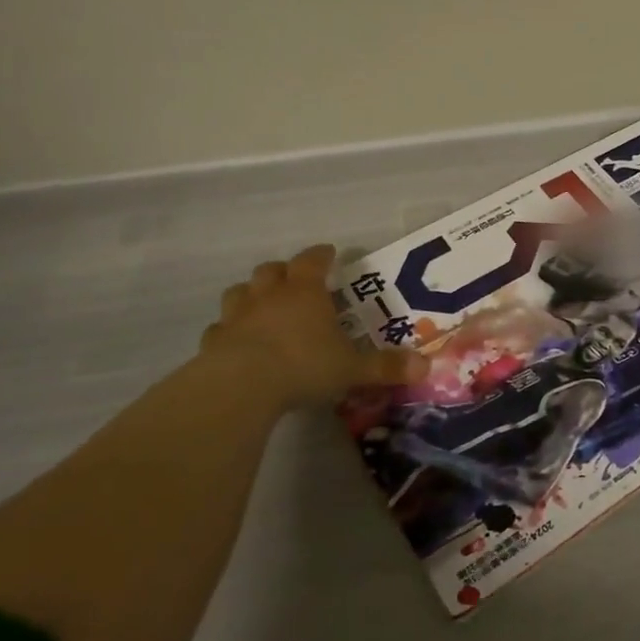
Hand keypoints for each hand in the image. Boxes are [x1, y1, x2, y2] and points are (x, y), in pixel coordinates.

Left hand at [200, 246, 426, 408]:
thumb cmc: (303, 366)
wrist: (239, 387)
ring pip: (240, 292)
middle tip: (296, 280)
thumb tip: (426, 367)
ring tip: (263, 306)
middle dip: (284, 271)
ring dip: (252, 294)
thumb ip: (386, 367)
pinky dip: (230, 330)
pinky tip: (238, 342)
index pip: (313, 260)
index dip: (322, 255)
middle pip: (272, 270)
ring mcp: (237, 317)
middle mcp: (269, 296)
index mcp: (305, 292)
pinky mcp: (213, 341)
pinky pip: (221, 328)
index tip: (329, 253)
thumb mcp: (353, 369)